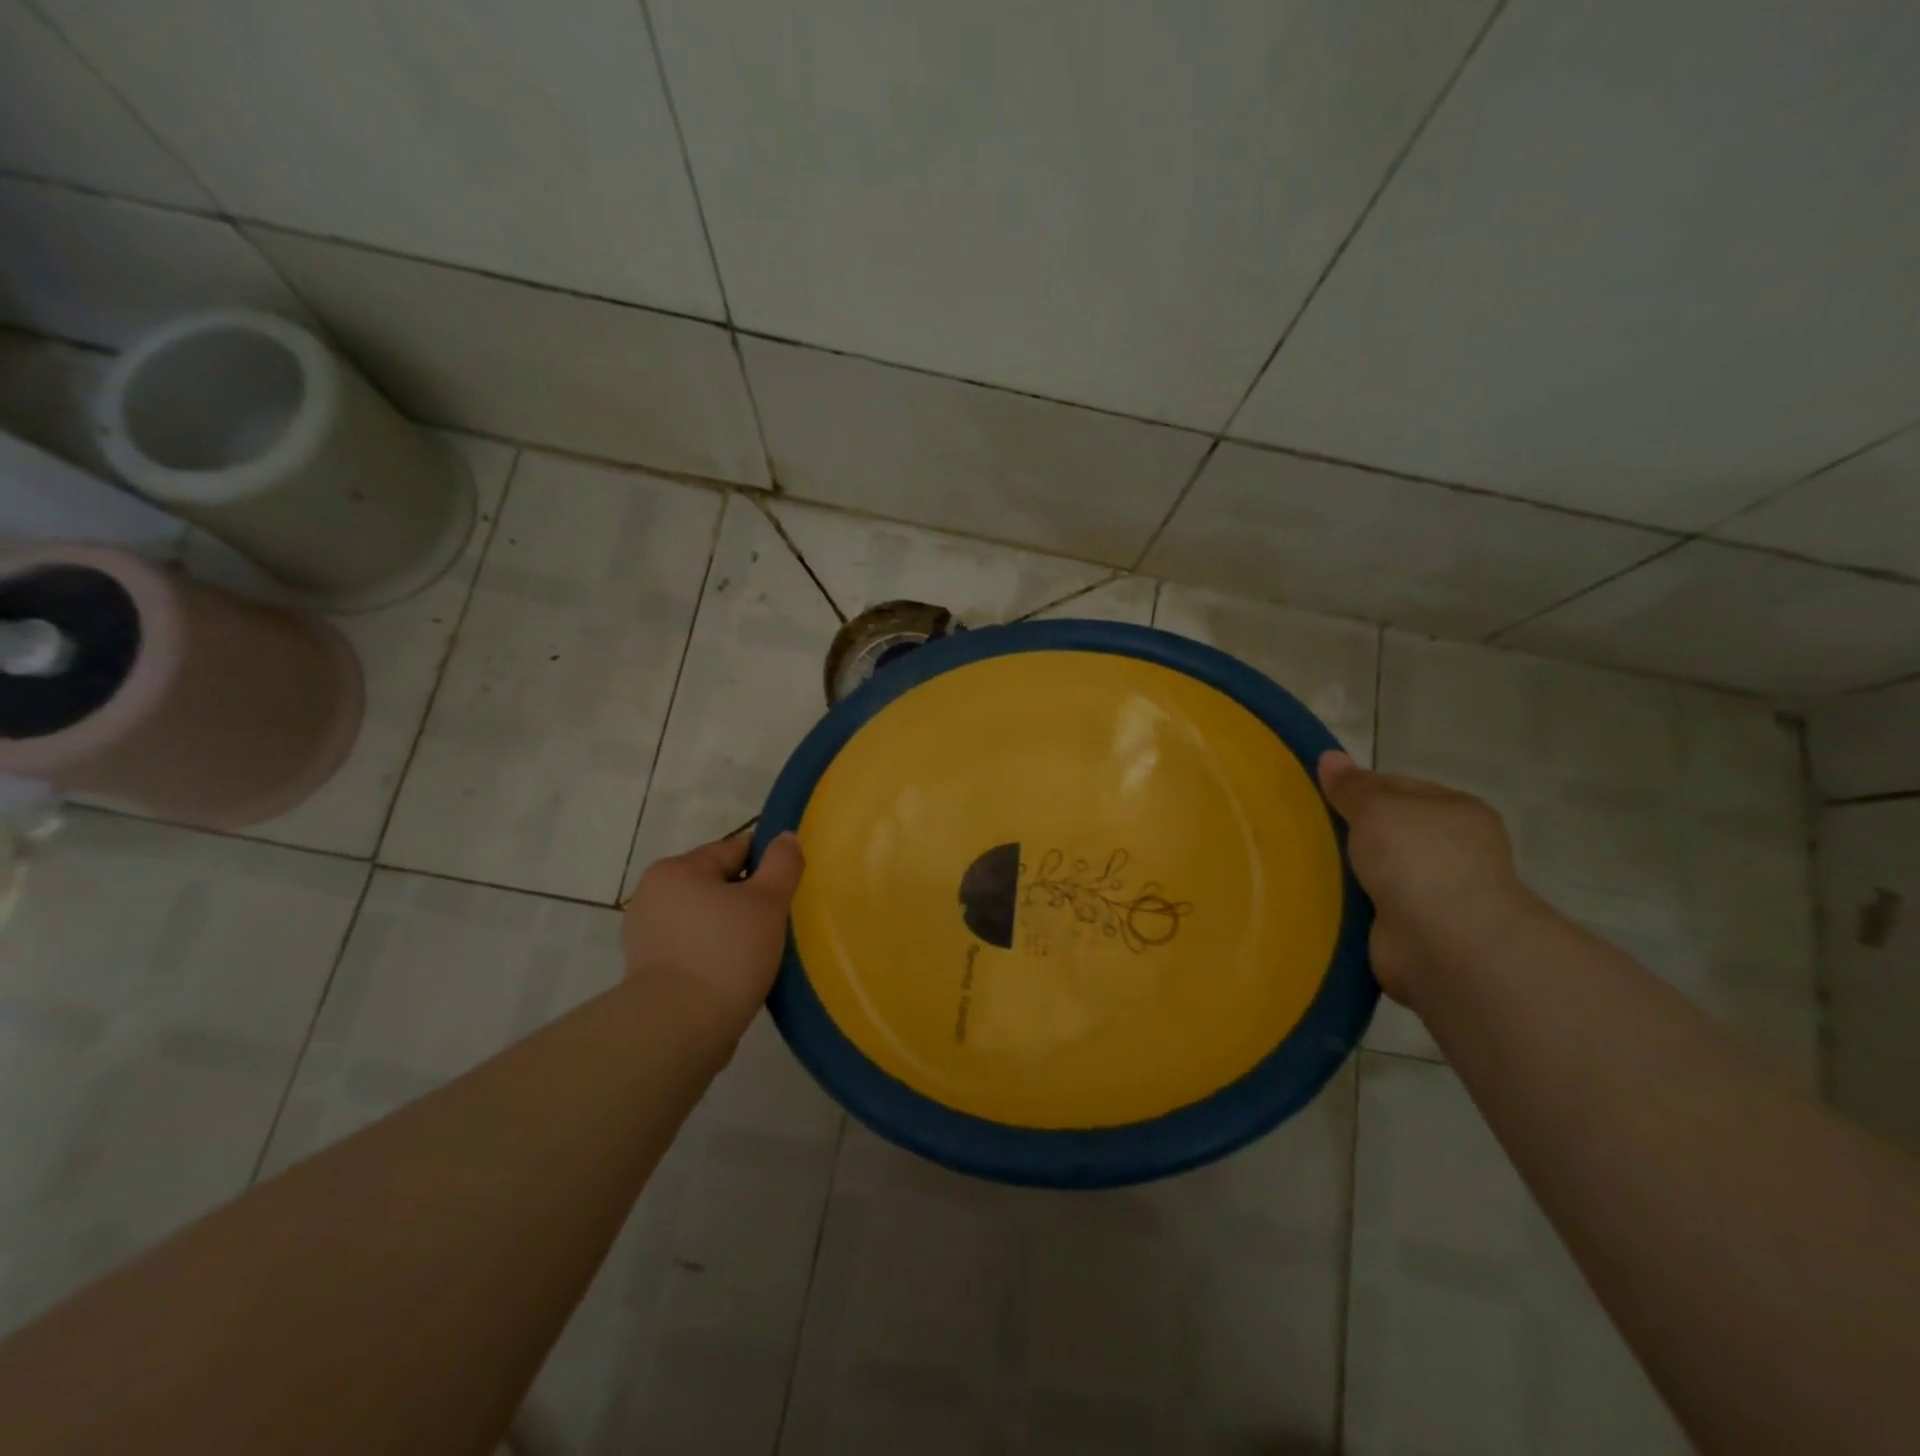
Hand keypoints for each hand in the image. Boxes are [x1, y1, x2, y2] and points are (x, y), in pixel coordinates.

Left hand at [621, 831, 804, 1037]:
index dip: (767, 867)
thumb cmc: (726, 954)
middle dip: (747, 901)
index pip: (735, 850)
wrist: (677, 1030)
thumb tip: (785, 838)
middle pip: (717, 884)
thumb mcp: (768, 902)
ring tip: (758, 955)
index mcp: (677, 869)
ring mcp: (646, 935)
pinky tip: (734, 976)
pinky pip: (692, 949)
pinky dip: (713, 956)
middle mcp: (654, 894)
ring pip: (706, 919)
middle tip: (776, 927)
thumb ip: (782, 863)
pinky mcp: (647, 971)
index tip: (787, 893)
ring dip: (730, 930)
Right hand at [1316, 751, 1530, 1002]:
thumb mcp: (1377, 808)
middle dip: (1352, 831)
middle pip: (1389, 830)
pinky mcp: (1417, 929)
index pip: (1399, 787)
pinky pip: (1373, 906)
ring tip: (1304, 863)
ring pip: (1380, 870)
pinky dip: (1351, 903)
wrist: (1444, 941)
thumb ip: (1351, 786)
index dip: (1359, 787)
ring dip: (1350, 871)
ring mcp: (1438, 892)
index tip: (1319, 795)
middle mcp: (1454, 849)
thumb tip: (1329, 757)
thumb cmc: (1417, 859)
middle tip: (1306, 829)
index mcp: (1456, 811)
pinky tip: (1322, 898)